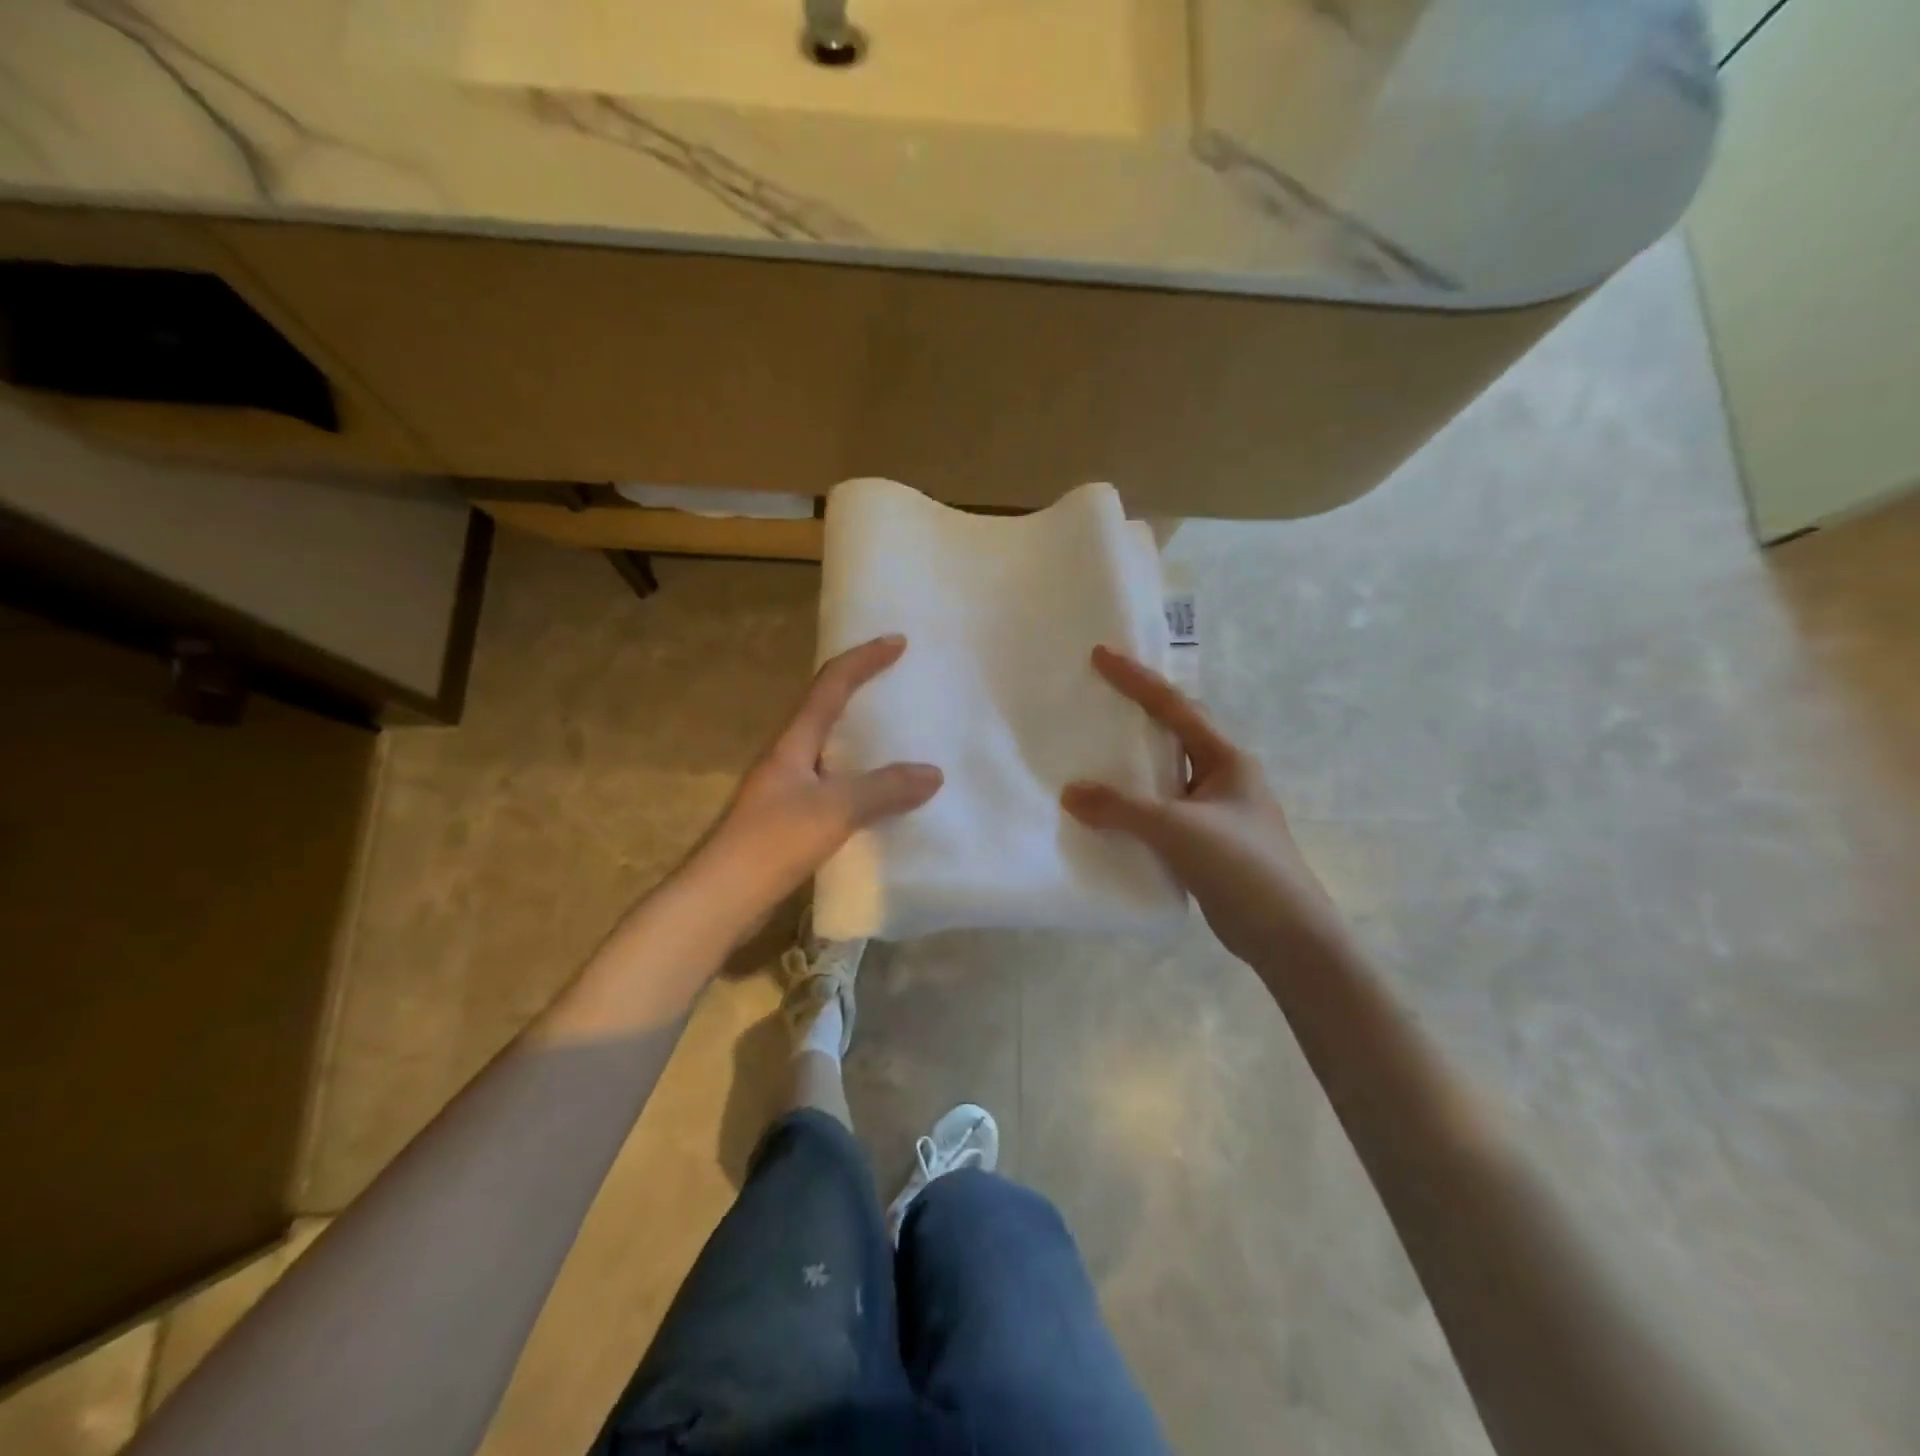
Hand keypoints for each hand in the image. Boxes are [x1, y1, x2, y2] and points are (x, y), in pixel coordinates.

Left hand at [695, 635, 941, 919]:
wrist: (721, 899)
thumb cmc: (773, 842)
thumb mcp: (835, 810)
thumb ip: (884, 789)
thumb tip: (933, 773)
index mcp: (793, 742)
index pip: (830, 685)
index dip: (863, 660)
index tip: (897, 642)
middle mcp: (788, 758)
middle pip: (826, 710)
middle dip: (861, 691)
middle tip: (899, 685)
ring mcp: (786, 790)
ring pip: (830, 751)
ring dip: (861, 739)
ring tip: (898, 738)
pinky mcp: (789, 821)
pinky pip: (833, 786)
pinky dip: (860, 781)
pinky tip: (880, 799)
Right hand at [1062, 646, 1335, 968]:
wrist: (1287, 936)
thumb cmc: (1242, 866)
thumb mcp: (1178, 830)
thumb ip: (1122, 809)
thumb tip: (1070, 793)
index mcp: (1227, 760)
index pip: (1176, 708)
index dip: (1137, 680)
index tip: (1101, 655)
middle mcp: (1223, 778)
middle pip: (1173, 736)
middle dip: (1136, 717)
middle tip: (1095, 701)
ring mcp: (1216, 813)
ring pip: (1166, 779)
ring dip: (1133, 769)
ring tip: (1091, 755)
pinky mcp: (1206, 845)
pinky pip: (1162, 814)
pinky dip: (1134, 809)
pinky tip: (1107, 814)